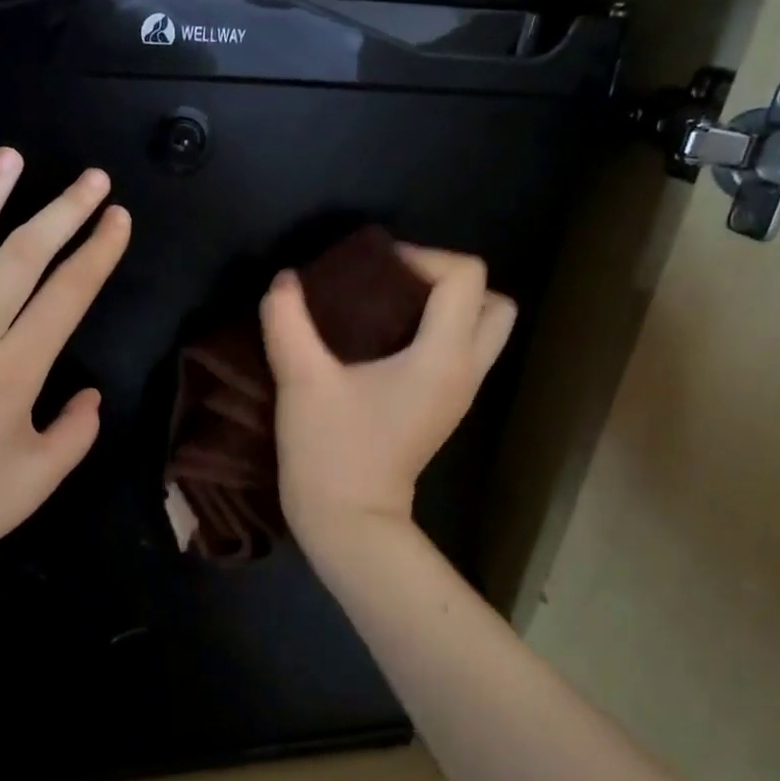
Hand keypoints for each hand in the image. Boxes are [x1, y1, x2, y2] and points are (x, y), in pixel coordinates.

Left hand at [0, 148, 130, 593]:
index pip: (67, 295)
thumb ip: (77, 430)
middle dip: (61, 212)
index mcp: (14, 372)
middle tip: (90, 177)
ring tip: (10, 158)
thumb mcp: (41, 478)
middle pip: (20, 258)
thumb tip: (89, 392)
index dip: (97, 252)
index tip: (117, 217)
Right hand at [260, 245, 515, 553]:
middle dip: (450, 282)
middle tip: (396, 286)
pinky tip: (384, 343)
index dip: (423, 257)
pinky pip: (460, 354)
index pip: (466, 278)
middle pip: (495, 303)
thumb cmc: (331, 452)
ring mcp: (460, 394)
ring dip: (446, 309)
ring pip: (483, 331)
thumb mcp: (301, 381)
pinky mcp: (444, 410)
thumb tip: (285, 280)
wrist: (349, 523)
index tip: (374, 270)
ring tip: (389, 310)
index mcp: (443, 357)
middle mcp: (466, 371)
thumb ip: (288, 321)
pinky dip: (436, 335)